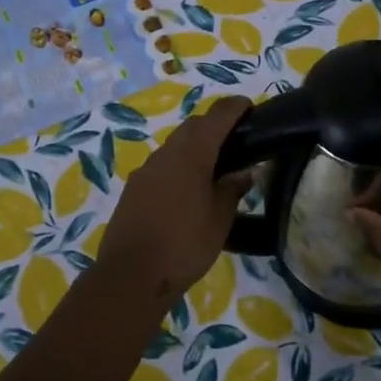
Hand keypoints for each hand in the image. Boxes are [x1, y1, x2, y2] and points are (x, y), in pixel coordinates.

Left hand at [97, 96, 252, 307]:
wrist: (131, 274)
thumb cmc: (184, 244)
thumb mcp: (220, 219)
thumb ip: (233, 189)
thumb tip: (246, 171)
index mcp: (191, 154)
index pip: (216, 117)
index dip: (234, 107)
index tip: (249, 106)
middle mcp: (166, 153)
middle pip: (193, 126)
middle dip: (214, 124)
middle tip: (236, 139)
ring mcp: (146, 170)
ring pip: (175, 145)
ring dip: (195, 145)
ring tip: (215, 165)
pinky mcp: (134, 188)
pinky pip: (162, 165)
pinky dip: (179, 165)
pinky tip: (188, 188)